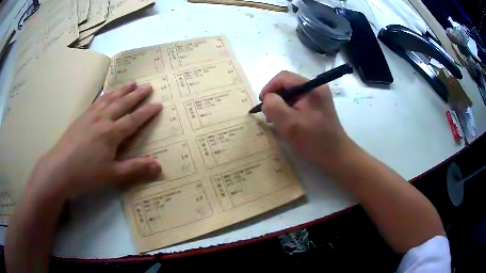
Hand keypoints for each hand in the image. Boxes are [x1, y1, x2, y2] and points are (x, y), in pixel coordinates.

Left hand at [28, 82, 161, 199]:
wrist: (59, 169)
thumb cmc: (86, 174)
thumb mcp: (113, 176)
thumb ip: (135, 169)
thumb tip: (159, 166)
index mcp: (111, 133)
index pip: (133, 120)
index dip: (147, 112)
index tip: (158, 104)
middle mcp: (103, 119)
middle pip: (123, 103)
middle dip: (137, 95)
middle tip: (148, 86)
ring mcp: (91, 116)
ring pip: (110, 98)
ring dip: (122, 90)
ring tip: (132, 82)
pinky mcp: (81, 117)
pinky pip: (97, 101)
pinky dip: (106, 94)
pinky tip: (107, 93)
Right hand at [260, 71, 355, 172]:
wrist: (336, 156)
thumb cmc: (314, 141)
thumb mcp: (290, 124)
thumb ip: (274, 106)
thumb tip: (268, 98)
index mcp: (312, 87)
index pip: (284, 77)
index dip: (269, 88)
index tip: (262, 104)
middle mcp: (316, 87)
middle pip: (288, 85)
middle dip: (275, 98)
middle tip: (269, 115)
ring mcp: (318, 97)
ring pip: (292, 94)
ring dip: (281, 105)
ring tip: (277, 121)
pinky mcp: (318, 106)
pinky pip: (298, 103)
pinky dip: (289, 110)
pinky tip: (287, 123)